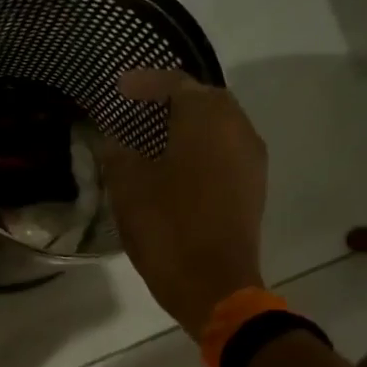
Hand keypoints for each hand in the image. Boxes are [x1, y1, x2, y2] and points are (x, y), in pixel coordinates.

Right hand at [100, 69, 266, 338]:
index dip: (143, 83)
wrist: (213, 284)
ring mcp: (250, 158)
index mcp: (207, 121)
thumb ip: (118, 151)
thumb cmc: (167, 229)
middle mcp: (237, 129)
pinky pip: (225, 147)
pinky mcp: (252, 184)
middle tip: (136, 106)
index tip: (117, 88)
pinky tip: (175, 160)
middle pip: (204, 98)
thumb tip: (114, 136)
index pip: (175, 84)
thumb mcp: (128, 187)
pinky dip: (201, 143)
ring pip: (219, 122)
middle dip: (170, 97)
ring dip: (188, 120)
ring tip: (152, 132)